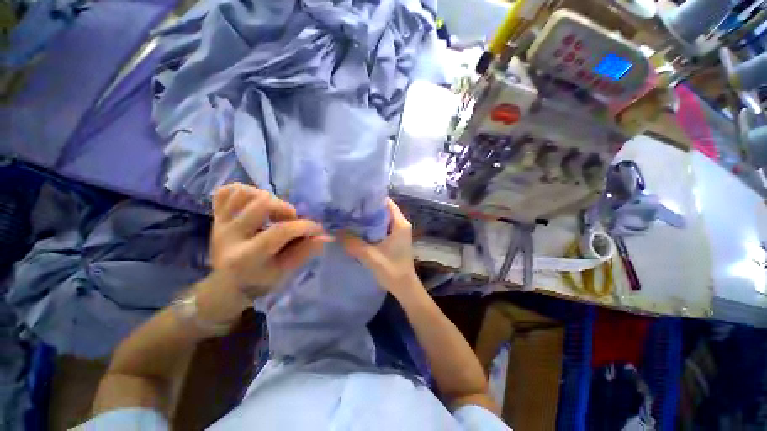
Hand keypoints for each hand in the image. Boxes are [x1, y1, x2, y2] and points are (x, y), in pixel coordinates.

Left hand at [210, 183, 330, 298]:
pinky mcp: (216, 216)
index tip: (317, 229)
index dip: (304, 226)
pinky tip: (256, 203)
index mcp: (247, 257)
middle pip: (261, 204)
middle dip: (285, 208)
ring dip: (267, 198)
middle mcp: (229, 236)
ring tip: (274, 211)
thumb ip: (304, 251)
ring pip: (244, 193)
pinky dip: (245, 192)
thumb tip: (325, 236)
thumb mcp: (285, 271)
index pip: (280, 231)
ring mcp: (219, 223)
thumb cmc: (260, 279)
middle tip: (291, 220)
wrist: (227, 283)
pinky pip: (226, 191)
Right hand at [341, 198, 419, 298]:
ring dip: (368, 218)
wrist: (405, 288)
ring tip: (350, 216)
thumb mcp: (371, 256)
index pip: (386, 202)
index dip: (371, 198)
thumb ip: (353, 243)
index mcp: (400, 224)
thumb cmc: (392, 271)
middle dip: (367, 208)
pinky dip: (371, 227)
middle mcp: (401, 224)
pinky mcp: (394, 239)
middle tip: (348, 207)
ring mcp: (398, 232)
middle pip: (383, 209)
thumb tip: (335, 231)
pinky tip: (357, 229)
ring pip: (381, 219)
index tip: (355, 197)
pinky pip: (381, 227)